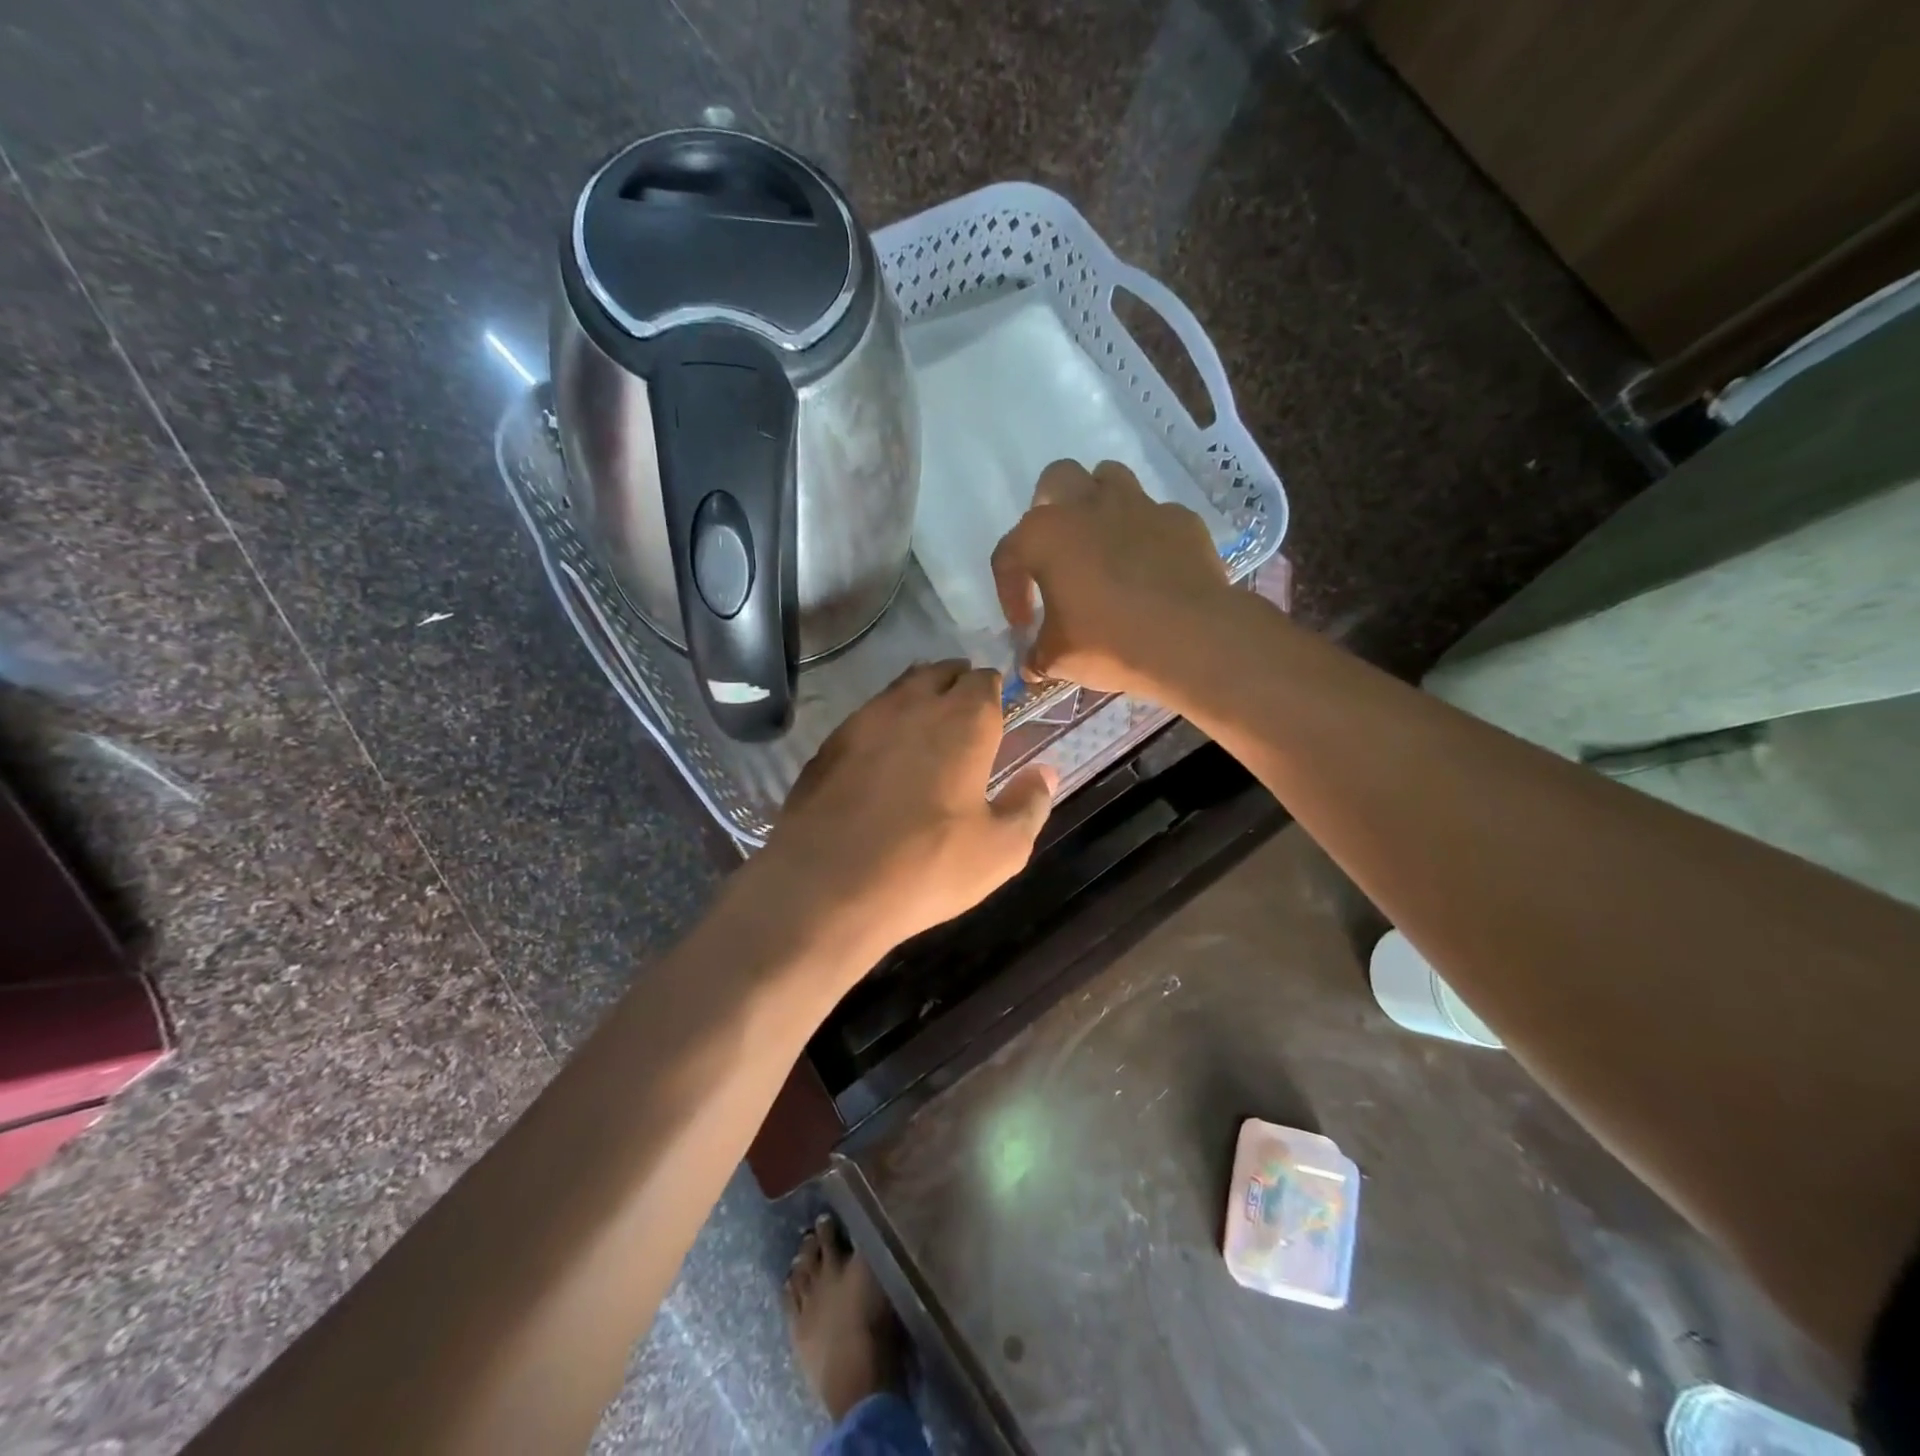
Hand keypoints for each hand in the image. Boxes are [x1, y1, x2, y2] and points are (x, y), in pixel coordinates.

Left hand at [752, 662, 1054, 969]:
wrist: (826, 884)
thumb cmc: (927, 865)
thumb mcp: (1000, 849)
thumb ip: (1029, 804)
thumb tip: (1046, 773)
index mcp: (964, 721)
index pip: (984, 681)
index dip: (993, 689)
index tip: (998, 706)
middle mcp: (915, 704)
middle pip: (941, 673)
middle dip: (958, 682)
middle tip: (966, 708)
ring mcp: (866, 718)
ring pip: (901, 687)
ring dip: (920, 695)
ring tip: (928, 721)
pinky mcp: (830, 742)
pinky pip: (868, 715)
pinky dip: (884, 721)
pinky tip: (884, 751)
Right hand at [991, 460, 1232, 700]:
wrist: (1192, 639)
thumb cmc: (1110, 643)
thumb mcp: (1059, 659)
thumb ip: (1037, 654)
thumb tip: (1031, 663)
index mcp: (1045, 536)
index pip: (1008, 554)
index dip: (1009, 591)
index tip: (1024, 624)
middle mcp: (1088, 506)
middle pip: (1056, 480)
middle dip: (1049, 509)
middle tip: (1056, 552)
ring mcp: (1139, 506)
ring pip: (1109, 479)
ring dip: (1098, 504)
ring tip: (1101, 544)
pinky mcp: (1180, 520)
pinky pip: (1155, 515)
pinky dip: (1145, 534)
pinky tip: (1149, 567)